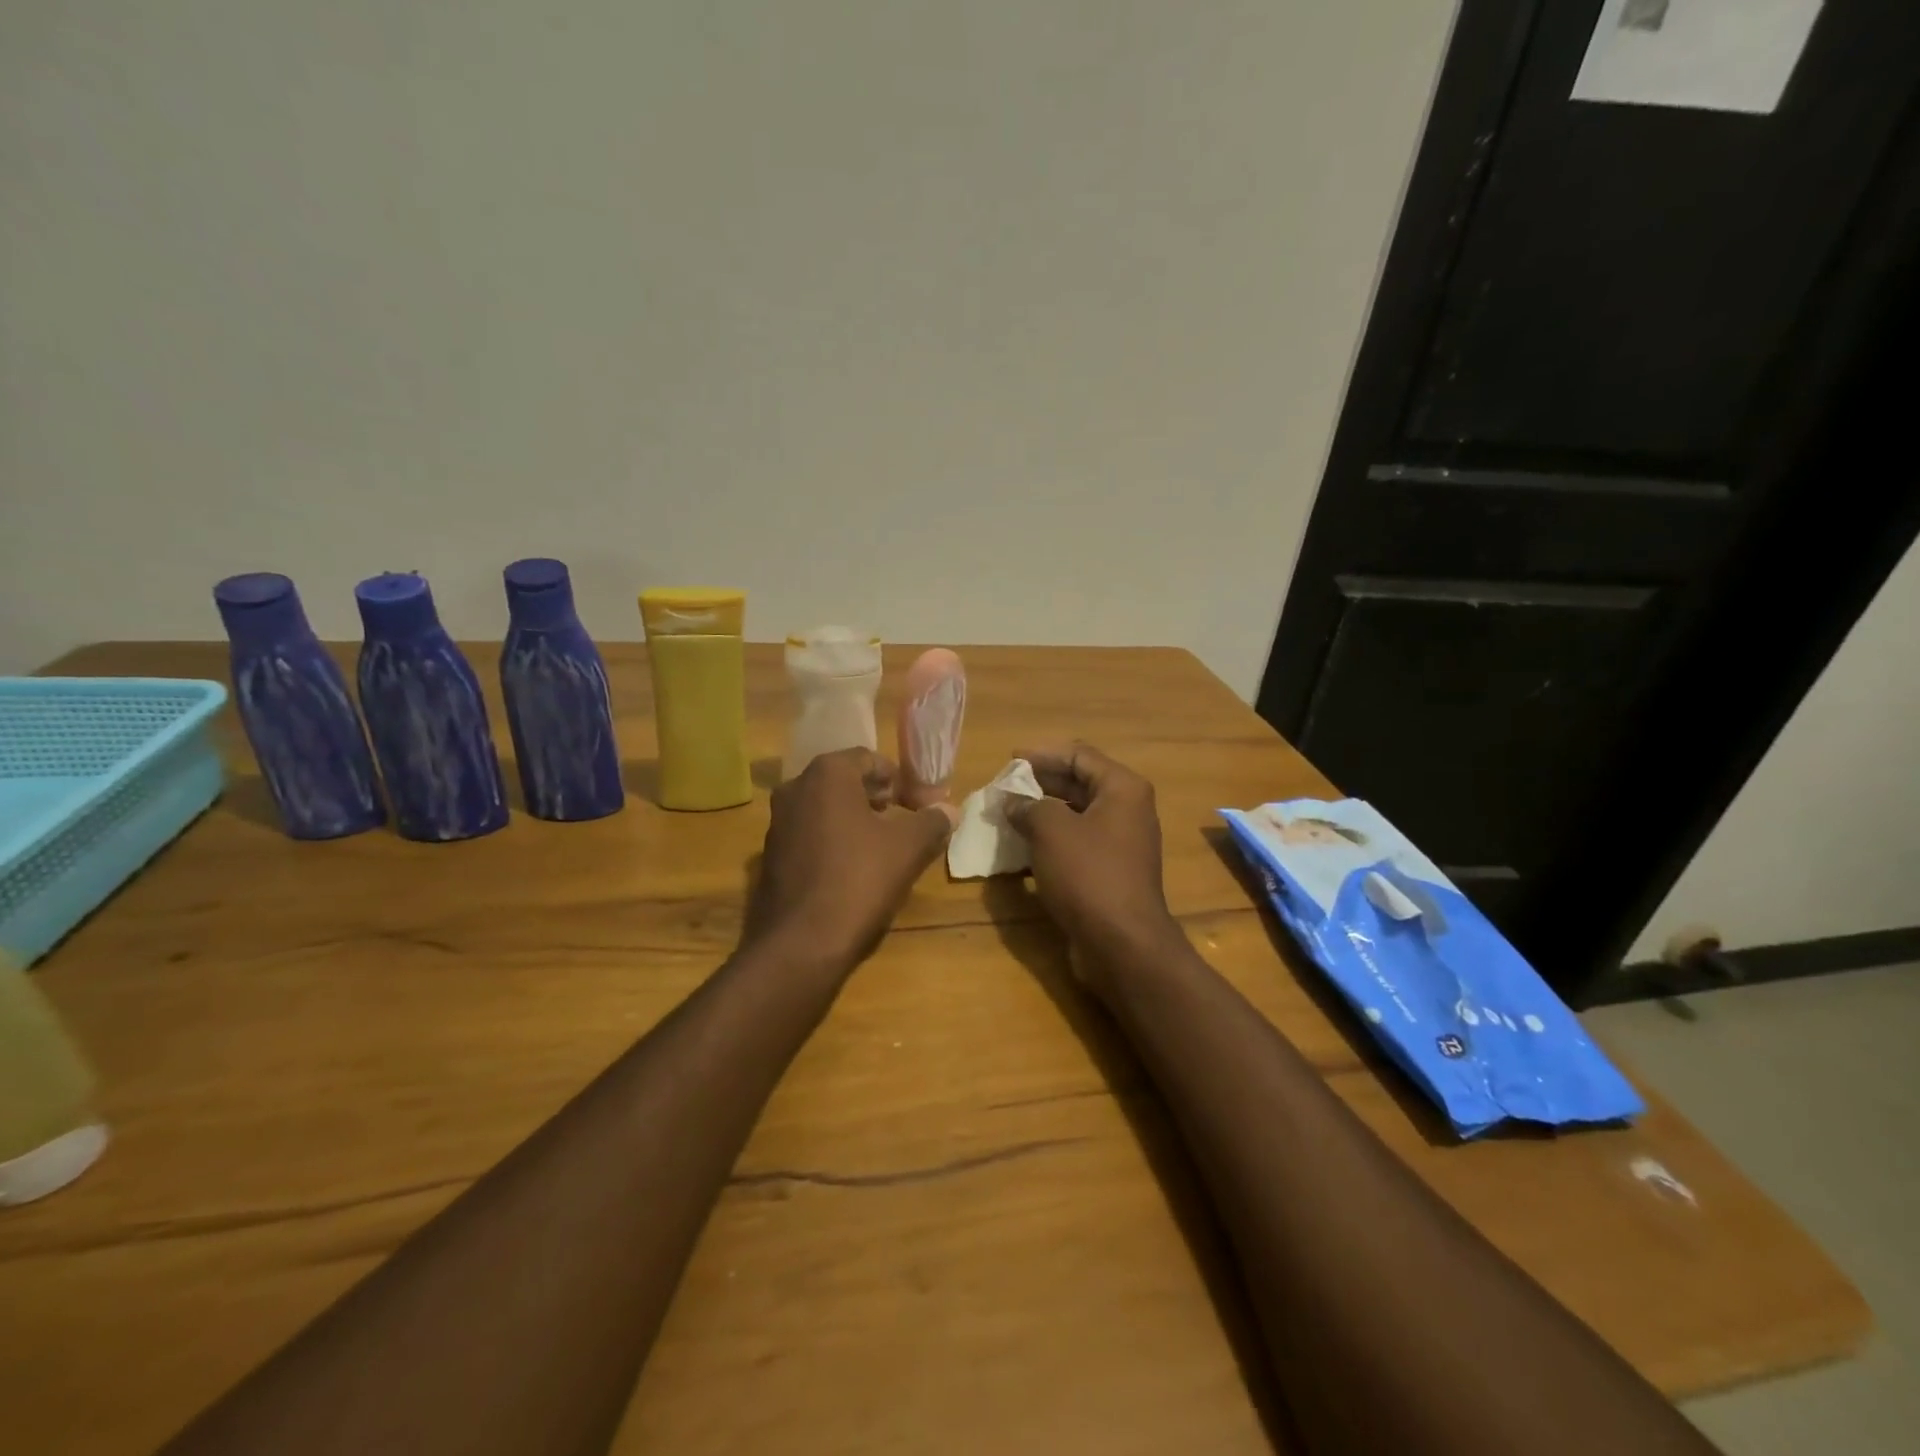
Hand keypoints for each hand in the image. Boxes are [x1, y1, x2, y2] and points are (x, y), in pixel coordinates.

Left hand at [742, 748, 957, 972]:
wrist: (801, 943)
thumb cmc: (859, 879)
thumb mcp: (909, 848)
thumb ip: (932, 821)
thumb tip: (949, 810)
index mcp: (827, 775)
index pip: (869, 759)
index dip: (899, 780)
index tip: (919, 805)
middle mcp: (795, 789)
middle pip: (845, 782)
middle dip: (877, 799)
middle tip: (904, 822)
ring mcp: (777, 824)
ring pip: (825, 810)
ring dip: (855, 820)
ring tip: (883, 848)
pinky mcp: (770, 857)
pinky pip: (809, 836)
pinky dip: (833, 842)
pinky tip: (853, 871)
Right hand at [1004, 744, 1182, 971]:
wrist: (1121, 944)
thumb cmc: (1089, 874)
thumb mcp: (1051, 831)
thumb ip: (1028, 806)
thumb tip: (1013, 802)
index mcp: (1122, 788)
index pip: (1079, 754)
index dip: (1042, 754)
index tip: (1009, 760)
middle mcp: (1127, 810)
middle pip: (1078, 783)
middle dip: (1040, 783)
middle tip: (1004, 787)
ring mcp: (1120, 843)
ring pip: (1075, 815)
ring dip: (1042, 813)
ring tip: (1007, 815)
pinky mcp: (1110, 871)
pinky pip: (1076, 844)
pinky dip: (1050, 841)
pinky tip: (1022, 848)